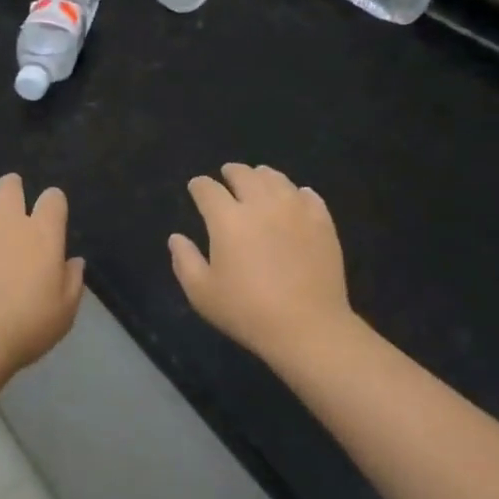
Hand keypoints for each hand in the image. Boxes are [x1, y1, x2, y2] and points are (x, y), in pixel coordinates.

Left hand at [0, 172, 84, 370]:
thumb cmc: (25, 327)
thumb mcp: (64, 312)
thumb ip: (72, 282)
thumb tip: (74, 262)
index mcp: (42, 233)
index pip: (53, 199)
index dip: (54, 202)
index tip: (52, 212)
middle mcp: (7, 220)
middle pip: (10, 185)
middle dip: (13, 186)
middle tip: (12, 197)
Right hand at [169, 163, 354, 363]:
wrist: (307, 326)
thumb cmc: (248, 312)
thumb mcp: (202, 293)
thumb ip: (184, 261)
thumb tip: (176, 237)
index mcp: (228, 219)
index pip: (208, 189)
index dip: (199, 185)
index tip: (196, 187)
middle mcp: (261, 204)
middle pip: (244, 174)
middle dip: (231, 172)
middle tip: (227, 175)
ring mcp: (295, 209)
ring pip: (276, 179)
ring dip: (262, 176)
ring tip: (259, 180)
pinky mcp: (322, 221)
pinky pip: (308, 195)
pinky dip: (296, 192)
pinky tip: (294, 198)